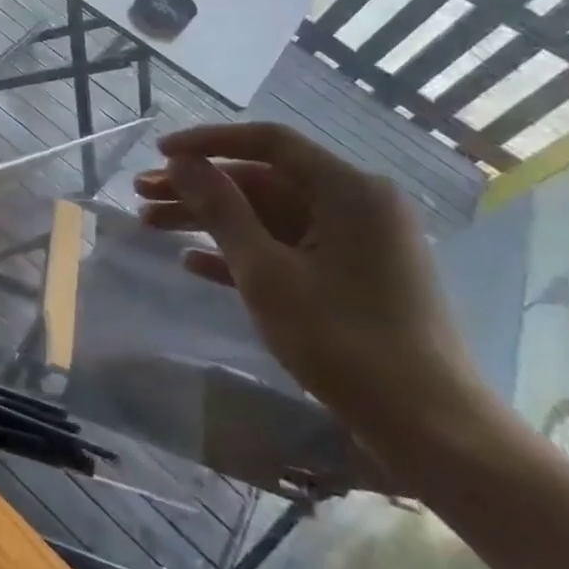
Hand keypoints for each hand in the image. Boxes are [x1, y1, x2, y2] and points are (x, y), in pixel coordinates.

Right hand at [135, 122, 493, 445]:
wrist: (428, 426)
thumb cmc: (342, 341)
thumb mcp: (266, 271)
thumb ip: (221, 209)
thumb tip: (182, 162)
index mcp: (348, 191)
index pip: (269, 142)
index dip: (208, 142)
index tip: (160, 152)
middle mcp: (356, 205)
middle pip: (263, 180)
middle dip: (199, 187)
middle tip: (141, 194)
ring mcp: (356, 242)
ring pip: (268, 215)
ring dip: (210, 219)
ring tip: (151, 224)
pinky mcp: (351, 275)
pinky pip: (286, 247)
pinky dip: (240, 251)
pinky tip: (192, 263)